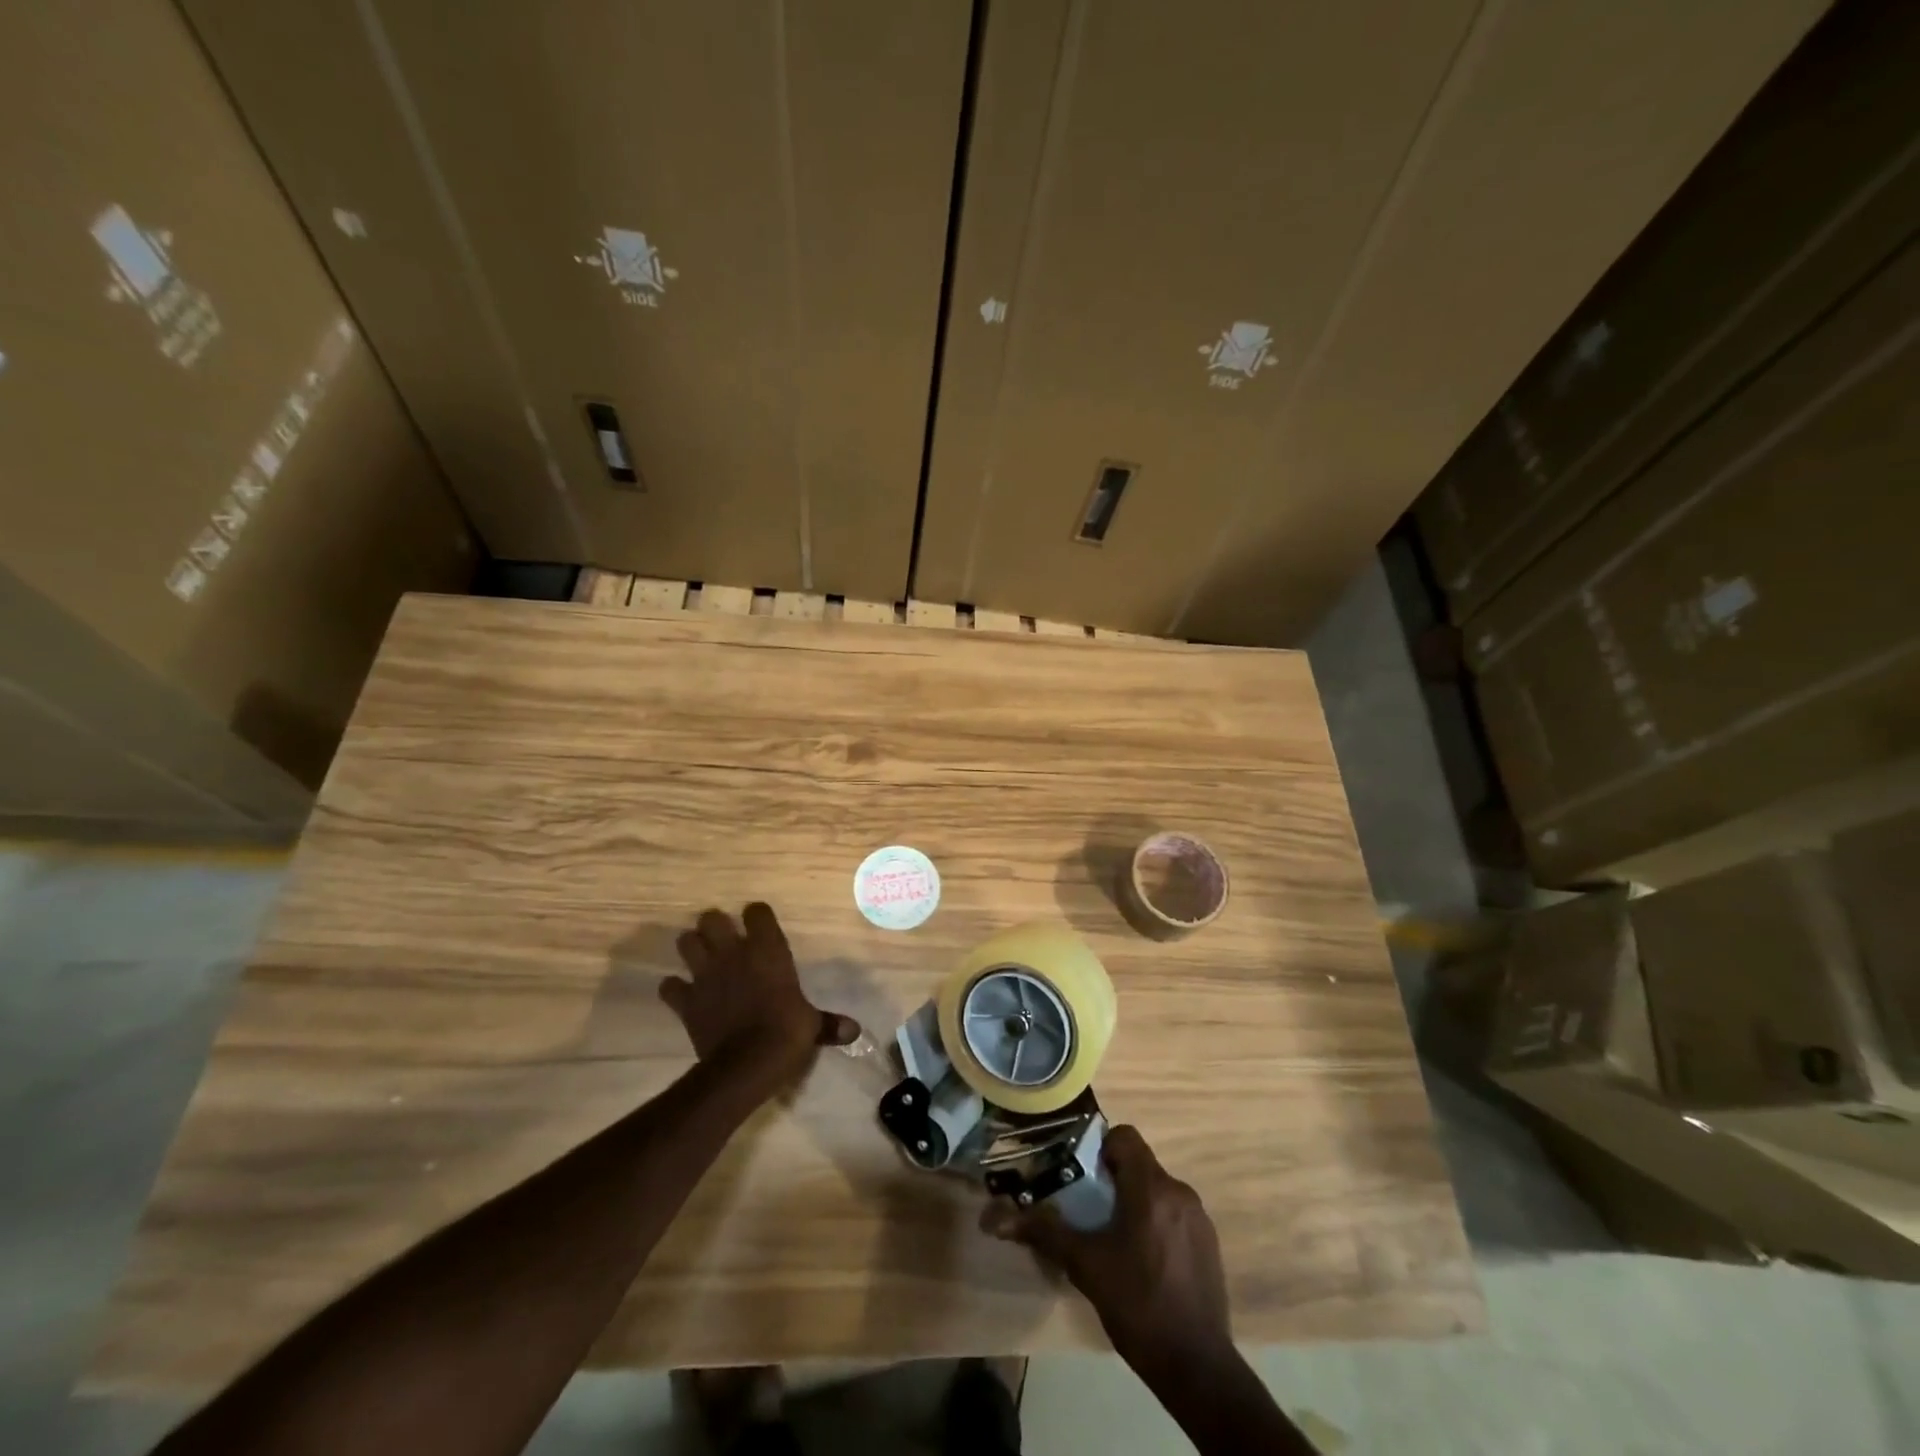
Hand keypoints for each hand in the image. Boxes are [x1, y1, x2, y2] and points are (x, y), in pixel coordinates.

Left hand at [660, 903, 860, 1087]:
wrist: (747, 1064)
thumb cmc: (786, 1033)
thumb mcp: (812, 1025)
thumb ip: (829, 1023)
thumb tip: (855, 1031)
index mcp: (767, 949)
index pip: (757, 912)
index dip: (757, 917)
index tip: (760, 927)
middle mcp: (733, 953)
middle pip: (711, 918)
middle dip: (714, 925)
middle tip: (723, 939)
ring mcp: (705, 975)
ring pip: (685, 942)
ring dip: (691, 948)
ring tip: (701, 959)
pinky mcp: (686, 1001)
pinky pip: (669, 986)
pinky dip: (674, 988)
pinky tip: (683, 994)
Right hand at [983, 1125, 1230, 1370]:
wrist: (1197, 1368)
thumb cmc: (1138, 1305)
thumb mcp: (1085, 1266)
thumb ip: (1045, 1232)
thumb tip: (995, 1218)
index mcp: (1151, 1187)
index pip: (1124, 1136)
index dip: (1099, 1148)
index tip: (1082, 1178)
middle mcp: (1179, 1192)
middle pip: (1139, 1164)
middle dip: (1111, 1181)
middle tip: (1088, 1212)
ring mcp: (1199, 1218)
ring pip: (1156, 1190)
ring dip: (1133, 1203)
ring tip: (1112, 1240)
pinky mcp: (1209, 1244)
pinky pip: (1174, 1215)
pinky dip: (1155, 1224)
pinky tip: (1142, 1263)